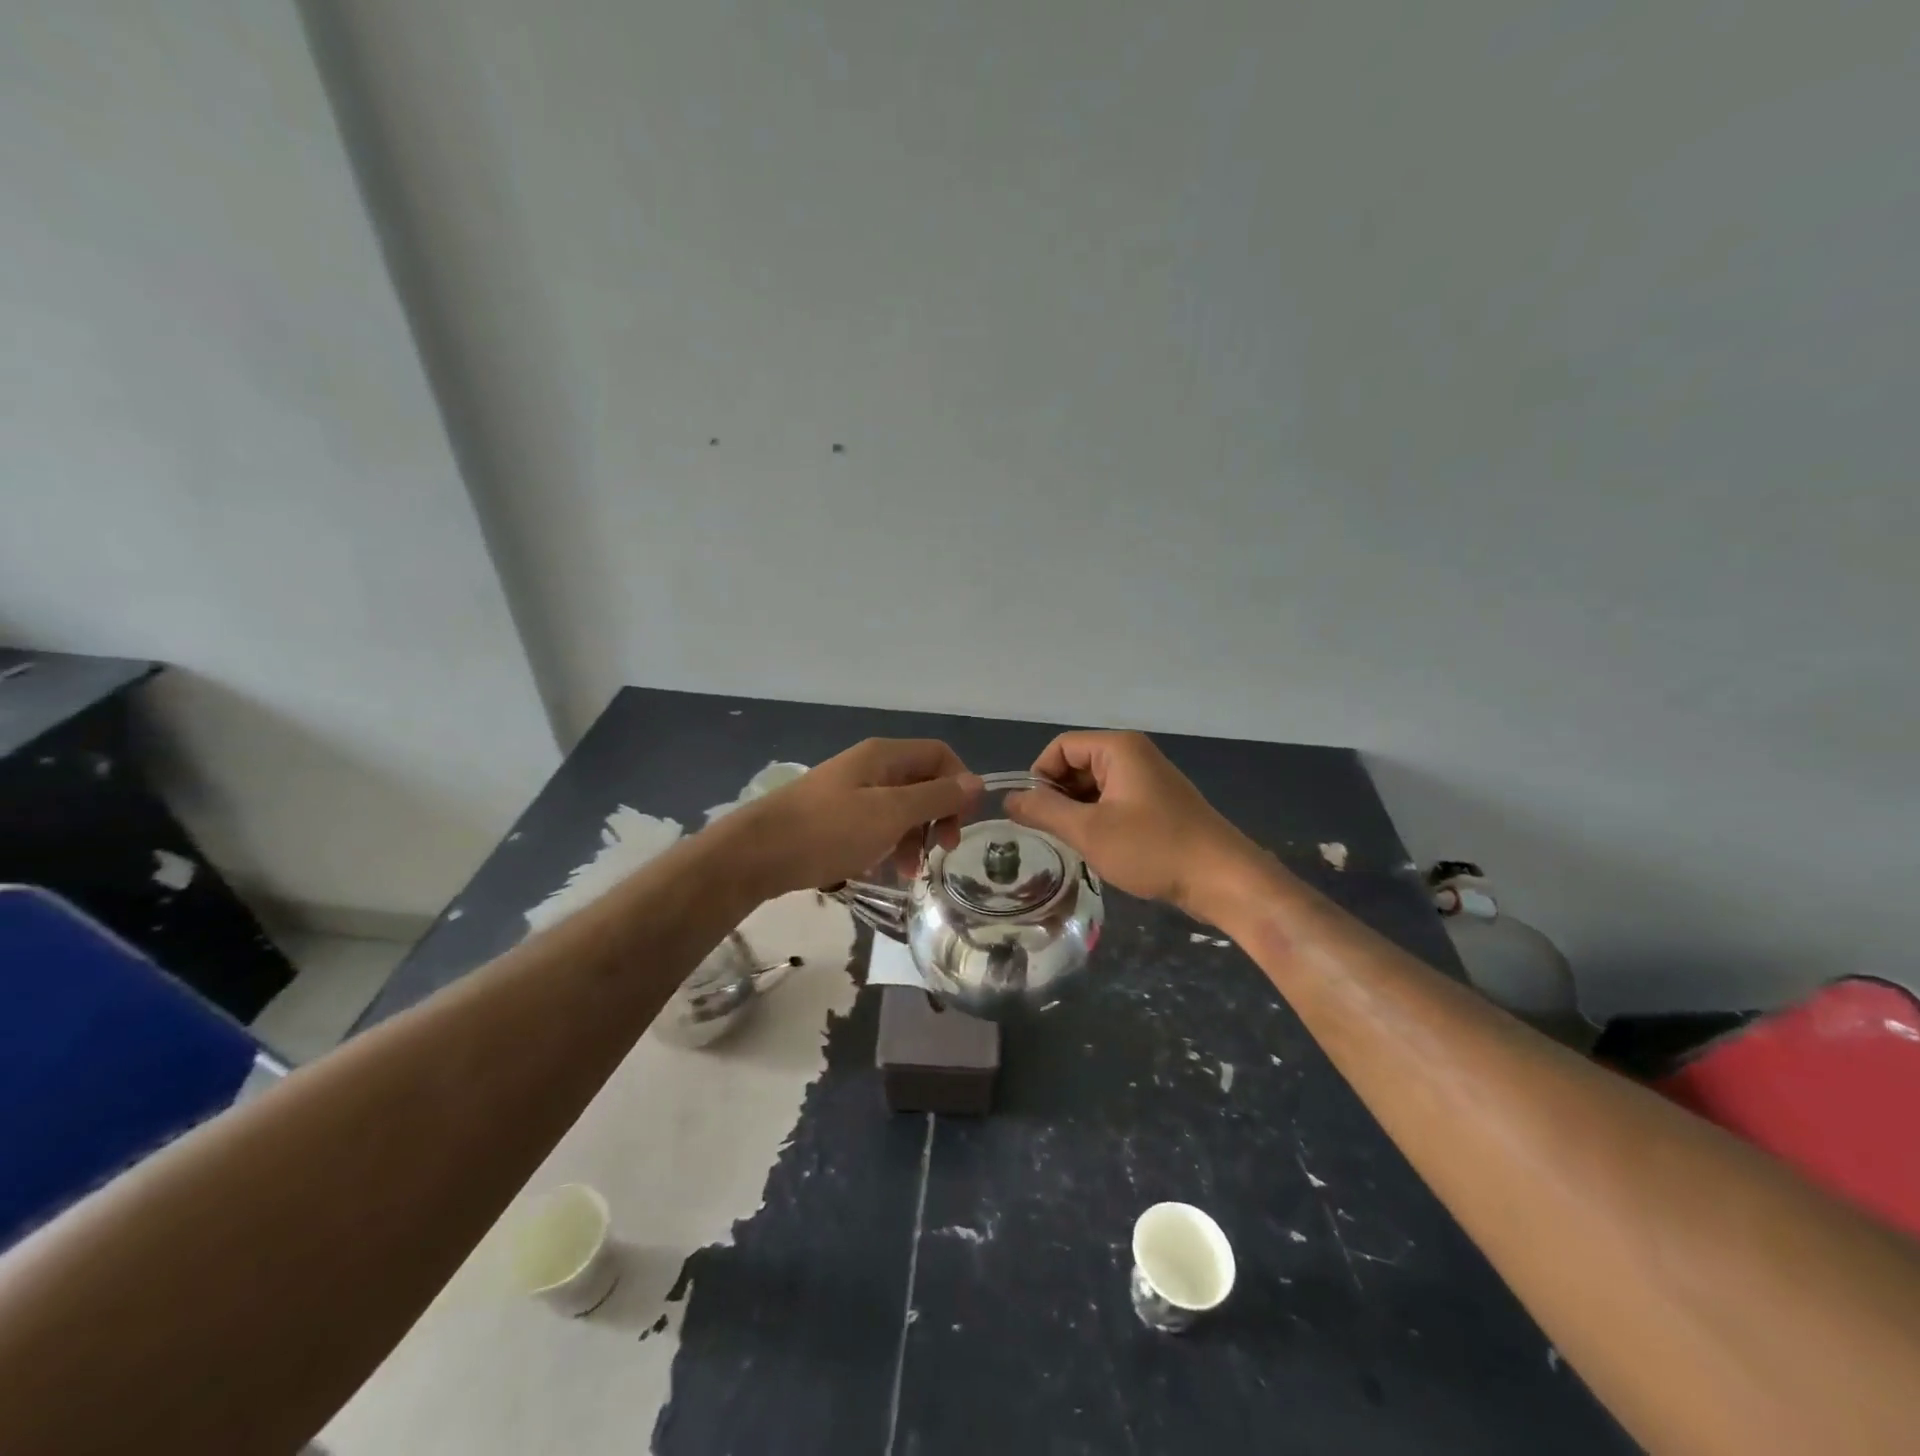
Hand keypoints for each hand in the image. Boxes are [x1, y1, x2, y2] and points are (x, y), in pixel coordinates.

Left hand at [735, 739, 981, 896]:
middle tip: (942, 850)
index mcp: (884, 756)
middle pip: (922, 782)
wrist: (757, 853)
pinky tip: (882, 868)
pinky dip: (887, 843)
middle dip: (938, 816)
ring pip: (900, 807)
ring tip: (908, 872)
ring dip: (914, 836)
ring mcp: (850, 791)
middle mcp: (870, 766)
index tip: (963, 824)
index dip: (959, 784)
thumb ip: (936, 798)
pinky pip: (875, 824)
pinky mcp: (835, 817)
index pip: (939, 755)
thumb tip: (977, 782)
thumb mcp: (890, 814)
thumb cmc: (829, 830)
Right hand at [1005, 731, 1254, 920]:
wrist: (1222, 879)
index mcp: (1118, 749)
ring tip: (1076, 845)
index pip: (1060, 748)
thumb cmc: (1153, 849)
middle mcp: (1133, 755)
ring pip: (1093, 787)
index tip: (1034, 815)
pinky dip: (1099, 820)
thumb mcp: (1089, 831)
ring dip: (1078, 812)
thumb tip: (1008, 800)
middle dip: (1058, 797)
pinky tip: (1100, 848)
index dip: (1040, 777)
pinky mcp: (1157, 804)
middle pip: (1076, 765)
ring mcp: (1147, 779)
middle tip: (1054, 835)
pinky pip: (1113, 801)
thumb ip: (1044, 812)